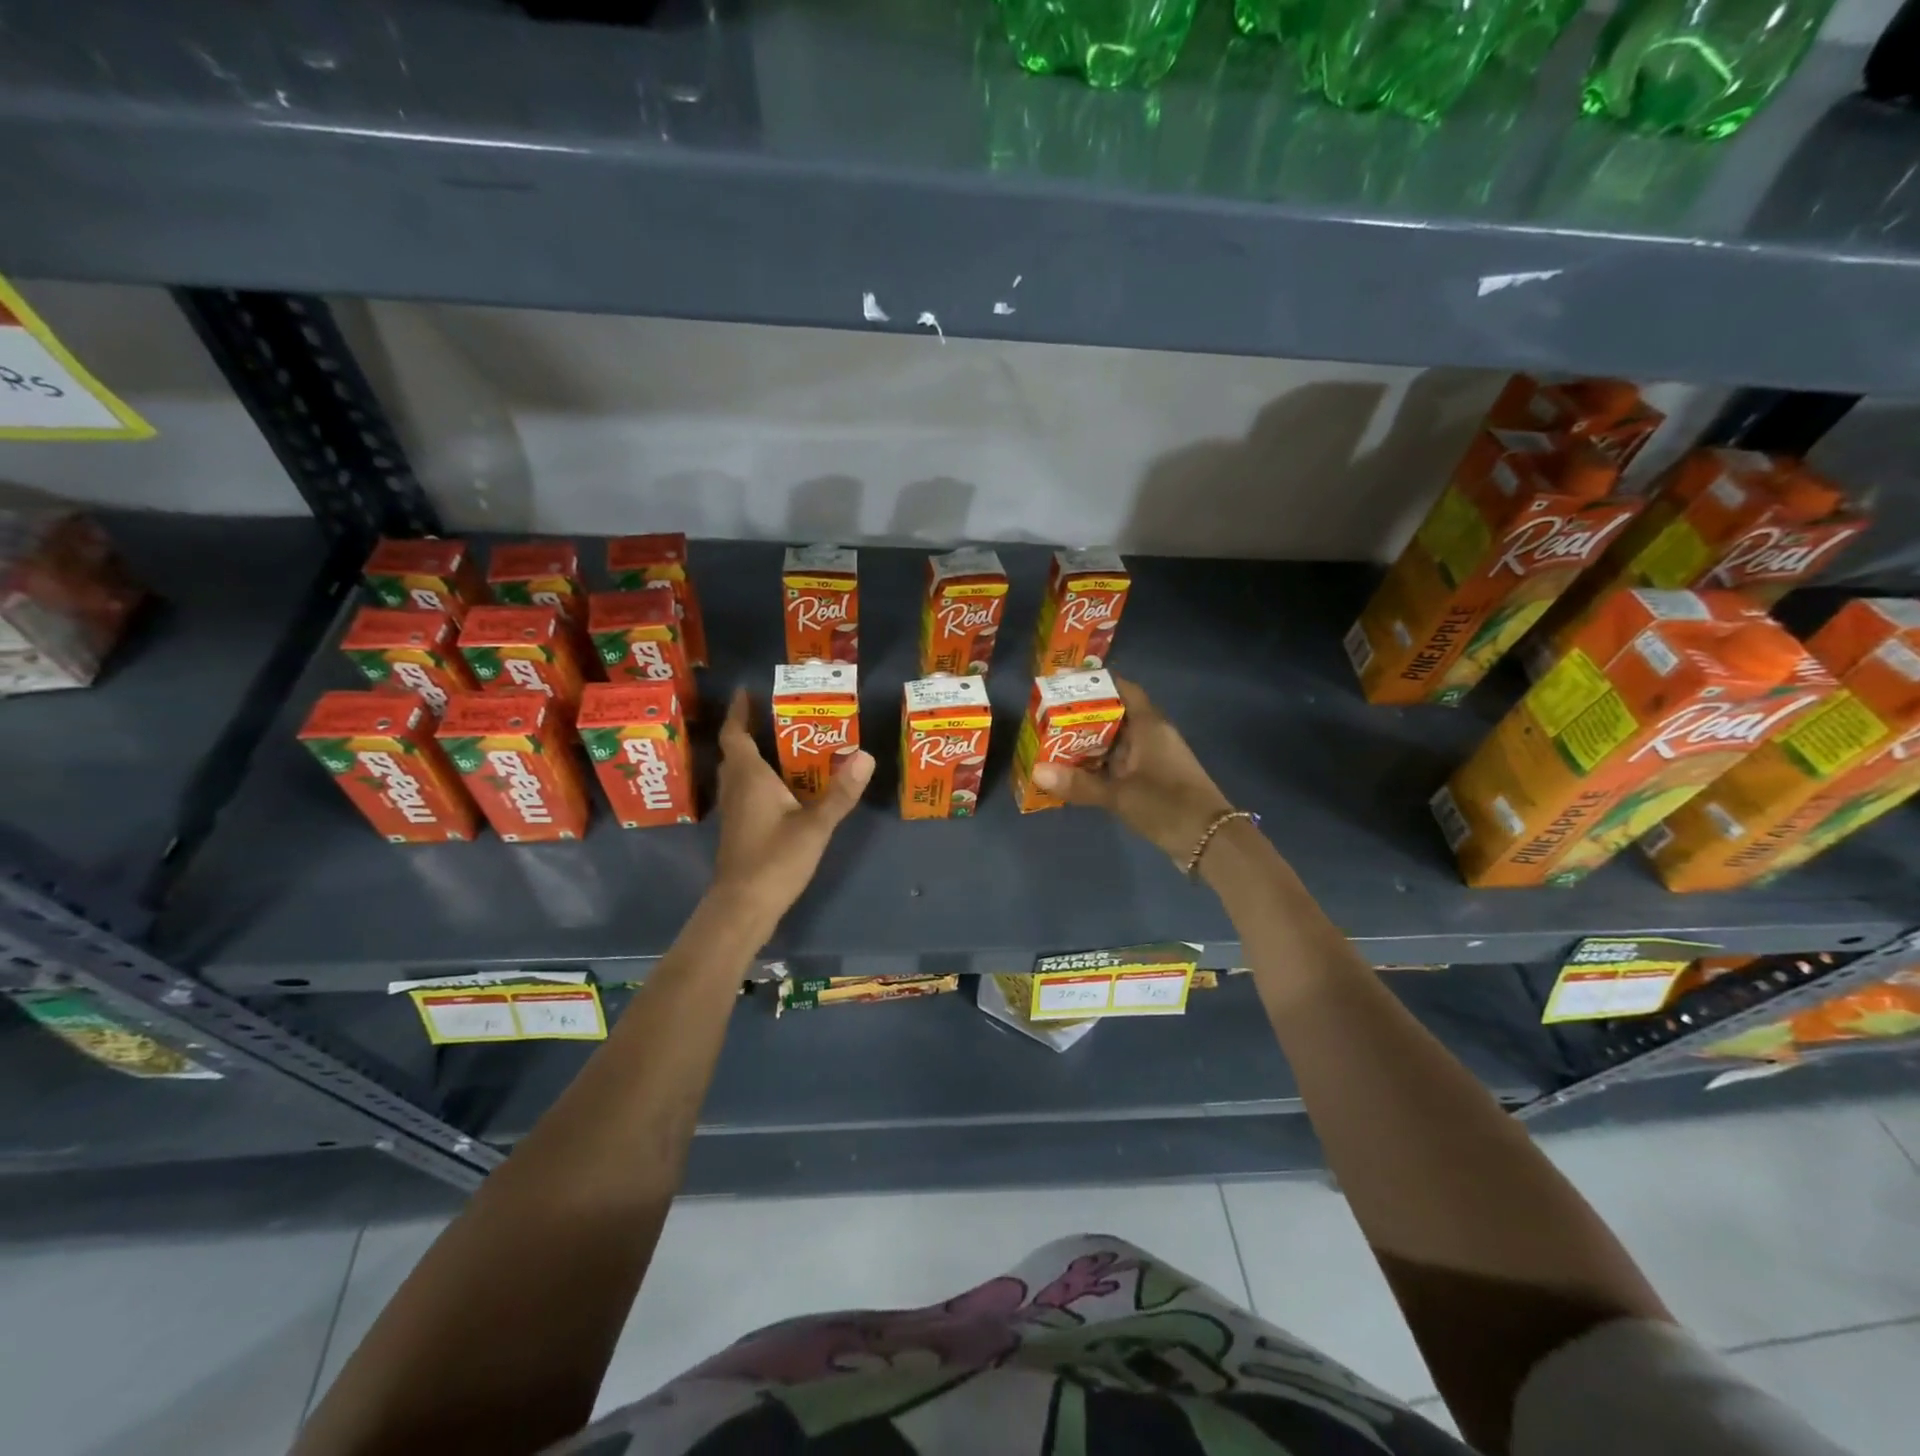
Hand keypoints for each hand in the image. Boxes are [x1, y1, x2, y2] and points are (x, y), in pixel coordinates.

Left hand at [711, 687, 873, 916]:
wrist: (743, 907)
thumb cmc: (775, 860)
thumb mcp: (815, 825)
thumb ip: (840, 792)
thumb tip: (866, 756)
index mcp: (749, 778)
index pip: (736, 735)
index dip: (739, 712)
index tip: (746, 691)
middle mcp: (736, 789)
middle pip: (734, 752)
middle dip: (748, 731)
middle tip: (774, 716)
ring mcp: (733, 812)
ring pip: (737, 773)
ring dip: (750, 755)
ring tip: (780, 745)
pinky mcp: (738, 830)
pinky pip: (743, 791)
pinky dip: (756, 779)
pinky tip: (779, 788)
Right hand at [1031, 676, 1234, 863]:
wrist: (1212, 842)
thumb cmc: (1167, 806)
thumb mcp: (1119, 795)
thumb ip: (1079, 784)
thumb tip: (1036, 771)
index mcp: (1149, 725)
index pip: (1123, 689)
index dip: (1096, 682)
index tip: (1066, 683)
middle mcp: (1153, 735)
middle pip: (1116, 714)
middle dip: (1084, 715)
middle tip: (1049, 717)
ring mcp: (1156, 758)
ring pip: (1118, 741)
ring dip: (1091, 742)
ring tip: (1054, 742)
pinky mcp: (1156, 779)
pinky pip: (1123, 762)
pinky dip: (1102, 763)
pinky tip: (1078, 772)